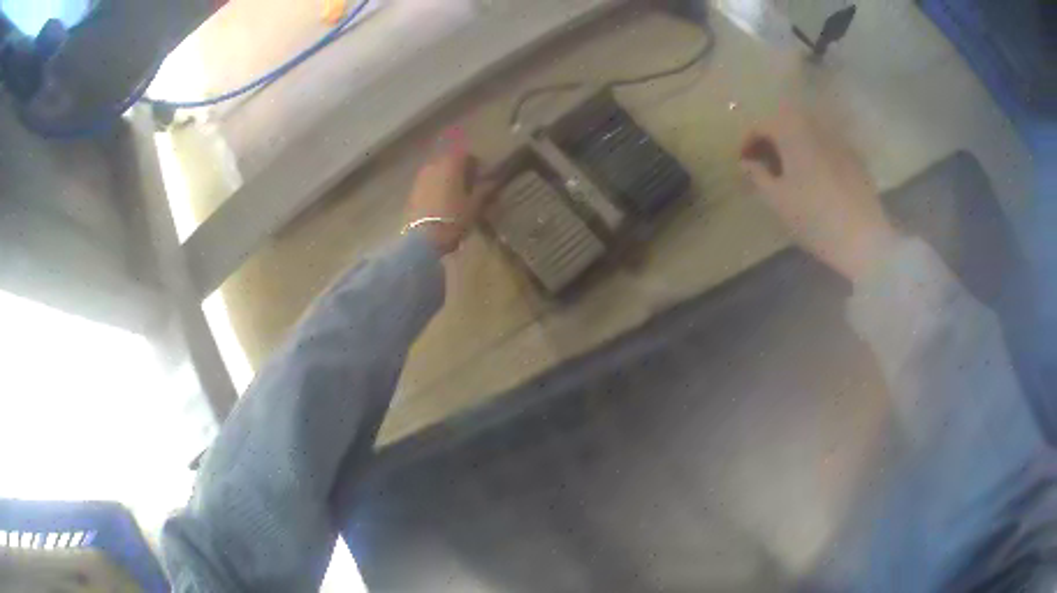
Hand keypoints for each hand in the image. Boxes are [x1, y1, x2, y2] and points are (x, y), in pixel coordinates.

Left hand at [405, 143, 494, 254]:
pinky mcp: (412, 192)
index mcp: (451, 164)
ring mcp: (420, 178)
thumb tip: (494, 181)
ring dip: (448, 180)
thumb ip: (486, 190)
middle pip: (450, 162)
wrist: (422, 240)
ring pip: (438, 172)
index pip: (466, 155)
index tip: (482, 177)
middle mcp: (433, 166)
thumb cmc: (453, 219)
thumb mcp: (475, 205)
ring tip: (456, 197)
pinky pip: (428, 184)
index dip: (476, 164)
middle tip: (470, 187)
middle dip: (461, 171)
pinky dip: (437, 188)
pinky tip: (442, 204)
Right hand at [740, 105, 899, 282]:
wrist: (864, 239)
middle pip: (786, 124)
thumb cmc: (815, 218)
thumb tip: (745, 164)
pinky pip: (826, 148)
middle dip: (771, 141)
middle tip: (764, 166)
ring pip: (807, 135)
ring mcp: (838, 142)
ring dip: (793, 147)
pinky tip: (814, 182)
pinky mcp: (854, 159)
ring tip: (788, 174)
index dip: (748, 142)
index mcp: (793, 132)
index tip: (742, 164)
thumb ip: (757, 176)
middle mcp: (816, 127)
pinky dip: (813, 156)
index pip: (762, 125)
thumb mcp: (777, 200)